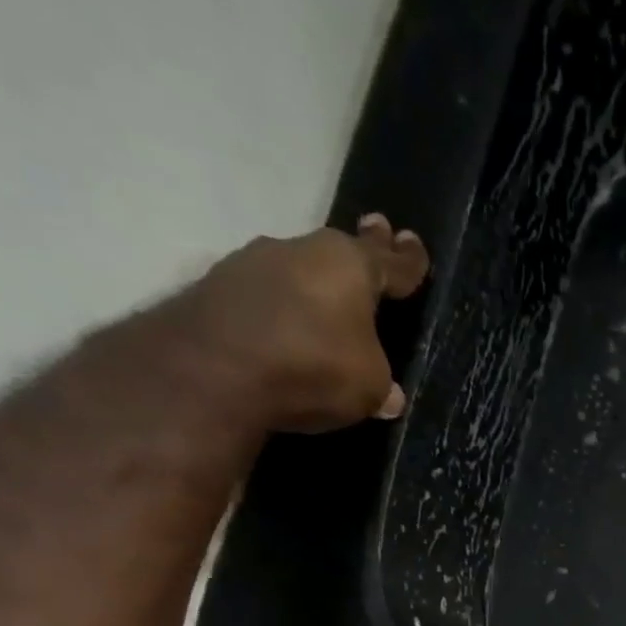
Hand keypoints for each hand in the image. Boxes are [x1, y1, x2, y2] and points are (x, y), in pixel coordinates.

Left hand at [168, 214, 430, 432]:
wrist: (211, 370)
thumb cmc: (313, 367)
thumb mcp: (369, 386)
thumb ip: (381, 384)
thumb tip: (390, 395)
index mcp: (350, 265)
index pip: (391, 262)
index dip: (408, 259)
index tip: (413, 244)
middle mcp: (302, 251)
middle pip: (341, 252)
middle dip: (363, 247)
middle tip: (377, 230)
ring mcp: (253, 264)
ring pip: (299, 270)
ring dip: (315, 284)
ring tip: (328, 304)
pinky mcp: (217, 288)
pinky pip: (265, 296)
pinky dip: (281, 308)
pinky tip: (285, 329)